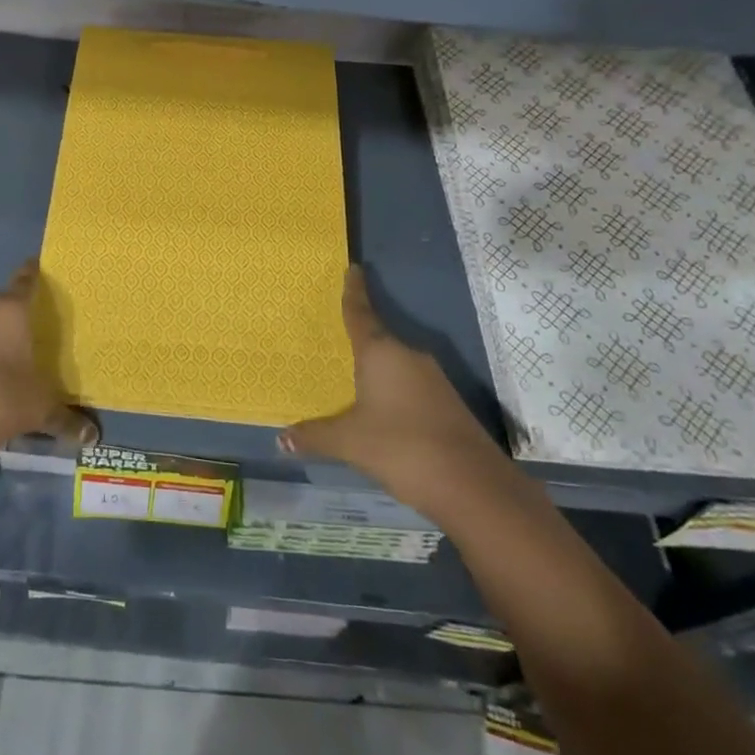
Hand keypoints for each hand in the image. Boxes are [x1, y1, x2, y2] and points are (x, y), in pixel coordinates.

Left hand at [0, 262, 97, 492]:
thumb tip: (93, 436)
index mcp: (9, 307)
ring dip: (3, 335)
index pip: (29, 277)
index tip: (59, 278)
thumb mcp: (37, 410)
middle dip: (27, 312)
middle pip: (9, 301)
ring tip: (26, 354)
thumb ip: (66, 418)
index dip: (43, 274)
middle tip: (53, 327)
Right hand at [280, 267, 495, 516]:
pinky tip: (382, 410)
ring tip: (353, 377)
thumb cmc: (402, 448)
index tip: (353, 268)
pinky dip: (393, 389)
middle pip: (379, 338)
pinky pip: (410, 384)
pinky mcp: (447, 403)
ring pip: (396, 364)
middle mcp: (409, 356)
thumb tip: (281, 440)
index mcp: (382, 353)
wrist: (473, 485)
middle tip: (336, 336)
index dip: (353, 291)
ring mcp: (433, 379)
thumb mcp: (350, 443)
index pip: (361, 313)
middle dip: (360, 338)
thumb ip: (315, 436)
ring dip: (377, 368)